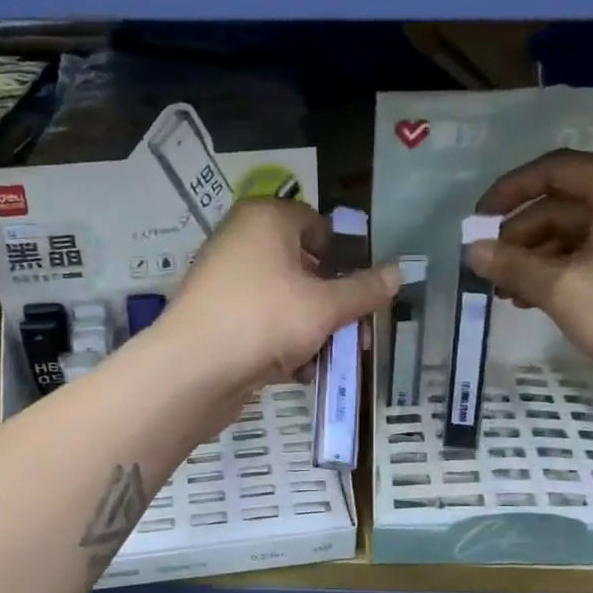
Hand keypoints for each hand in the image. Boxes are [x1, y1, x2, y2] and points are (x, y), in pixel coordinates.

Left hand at [159, 199, 399, 393]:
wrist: (193, 370)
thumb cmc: (265, 320)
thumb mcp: (326, 306)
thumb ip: (364, 290)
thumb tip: (399, 272)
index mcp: (266, 220)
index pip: (317, 223)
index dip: (345, 254)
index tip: (364, 288)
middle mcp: (242, 241)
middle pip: (303, 266)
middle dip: (334, 302)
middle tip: (358, 332)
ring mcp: (226, 281)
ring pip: (285, 300)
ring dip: (313, 329)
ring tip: (334, 358)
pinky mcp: (217, 319)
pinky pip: (262, 324)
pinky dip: (283, 344)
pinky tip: (301, 372)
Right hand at [469, 152, 592, 403]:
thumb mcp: (562, 289)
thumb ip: (512, 265)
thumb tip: (471, 250)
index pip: (556, 169)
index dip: (509, 191)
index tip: (476, 221)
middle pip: (563, 204)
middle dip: (520, 236)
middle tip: (487, 268)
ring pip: (575, 234)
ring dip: (535, 259)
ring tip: (503, 292)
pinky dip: (560, 273)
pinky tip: (532, 300)